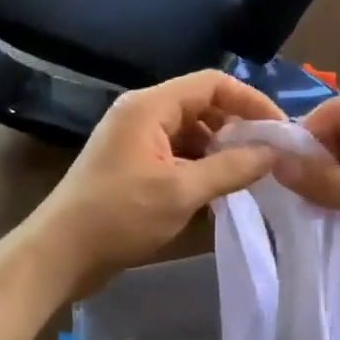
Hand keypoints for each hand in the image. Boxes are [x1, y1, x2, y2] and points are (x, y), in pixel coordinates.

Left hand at [26, 71, 284, 295]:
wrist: (60, 255)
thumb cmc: (118, 217)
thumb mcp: (181, 192)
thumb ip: (232, 168)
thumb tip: (275, 152)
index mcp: (149, 107)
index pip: (212, 83)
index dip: (250, 100)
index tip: (280, 130)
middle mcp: (142, 114)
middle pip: (203, 105)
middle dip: (238, 126)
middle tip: (270, 155)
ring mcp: (136, 140)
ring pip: (192, 132)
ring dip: (222, 149)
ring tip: (250, 175)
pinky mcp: (134, 165)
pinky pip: (178, 153)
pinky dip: (202, 166)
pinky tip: (220, 189)